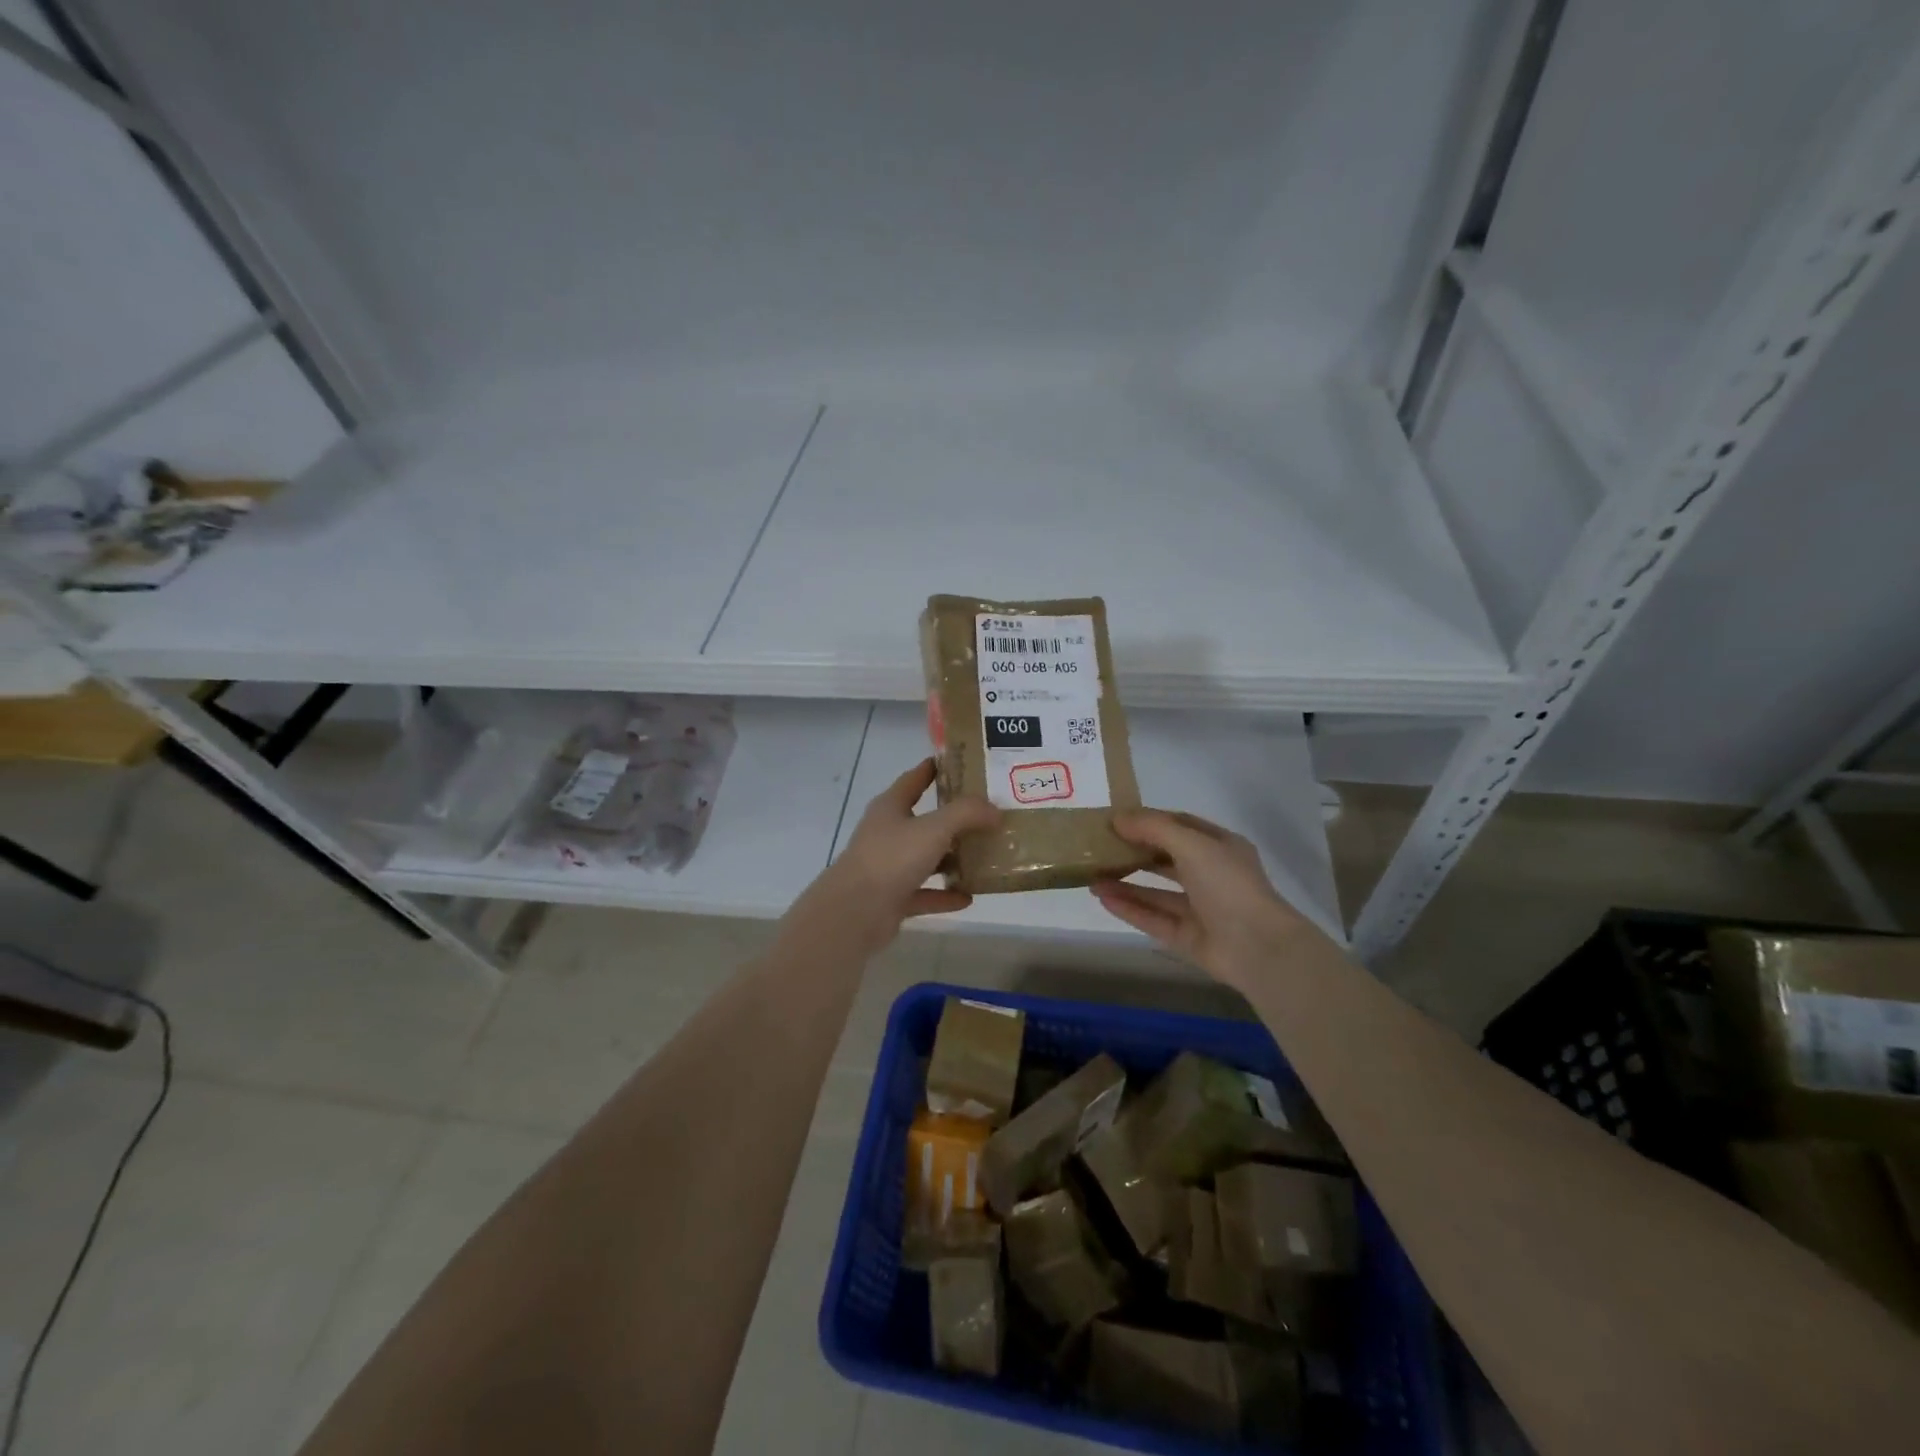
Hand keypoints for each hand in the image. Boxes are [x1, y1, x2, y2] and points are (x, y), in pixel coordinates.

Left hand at [787, 759, 998, 953]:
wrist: (854, 912)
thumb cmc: (891, 858)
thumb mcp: (934, 828)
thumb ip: (966, 814)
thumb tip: (995, 809)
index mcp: (890, 807)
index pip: (913, 780)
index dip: (933, 769)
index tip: (959, 763)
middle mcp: (887, 833)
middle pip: (923, 820)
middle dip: (952, 818)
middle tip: (986, 813)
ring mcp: (888, 867)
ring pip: (925, 858)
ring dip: (951, 859)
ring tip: (984, 856)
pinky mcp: (892, 899)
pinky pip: (925, 893)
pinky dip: (945, 895)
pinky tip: (969, 897)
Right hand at [1090, 810, 1326, 986]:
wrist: (1258, 948)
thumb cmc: (1228, 885)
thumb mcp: (1192, 844)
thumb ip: (1154, 828)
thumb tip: (1117, 818)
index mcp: (1219, 847)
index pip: (1179, 826)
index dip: (1148, 821)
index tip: (1114, 819)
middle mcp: (1210, 876)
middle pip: (1165, 860)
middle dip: (1133, 853)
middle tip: (1098, 848)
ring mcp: (1200, 909)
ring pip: (1156, 893)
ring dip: (1125, 883)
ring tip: (1090, 877)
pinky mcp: (1189, 937)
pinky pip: (1154, 919)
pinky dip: (1130, 909)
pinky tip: (1102, 898)